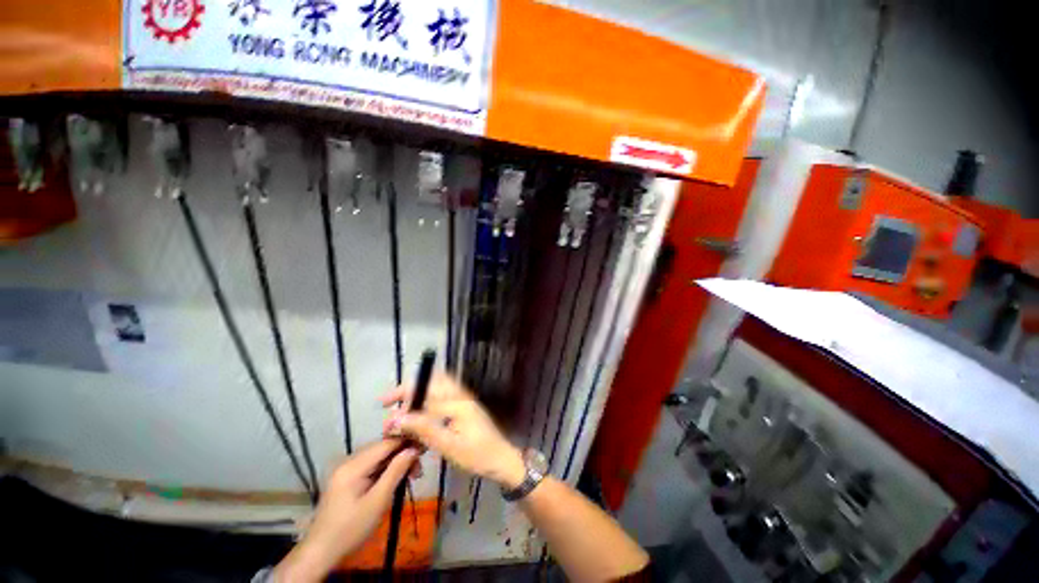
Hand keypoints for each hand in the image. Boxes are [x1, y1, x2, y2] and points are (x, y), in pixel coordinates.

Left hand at [273, 439, 419, 582]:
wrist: (321, 551)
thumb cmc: (351, 528)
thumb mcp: (378, 501)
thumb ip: (396, 471)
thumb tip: (414, 448)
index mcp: (354, 465)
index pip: (386, 443)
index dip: (407, 442)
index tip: (425, 447)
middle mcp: (348, 461)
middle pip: (382, 448)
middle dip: (403, 454)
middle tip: (419, 470)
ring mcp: (346, 470)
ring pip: (378, 457)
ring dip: (395, 462)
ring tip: (411, 476)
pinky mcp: (346, 478)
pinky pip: (370, 466)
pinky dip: (385, 470)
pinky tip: (395, 479)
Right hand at [381, 373, 525, 489]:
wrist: (502, 459)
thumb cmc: (478, 456)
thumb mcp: (449, 447)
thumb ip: (424, 430)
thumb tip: (398, 418)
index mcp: (457, 402)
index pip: (426, 392)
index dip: (403, 398)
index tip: (385, 407)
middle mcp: (460, 395)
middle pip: (432, 380)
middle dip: (409, 388)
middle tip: (390, 403)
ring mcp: (464, 399)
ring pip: (437, 386)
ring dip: (417, 394)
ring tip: (401, 410)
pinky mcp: (464, 406)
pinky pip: (442, 396)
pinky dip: (427, 401)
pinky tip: (417, 416)